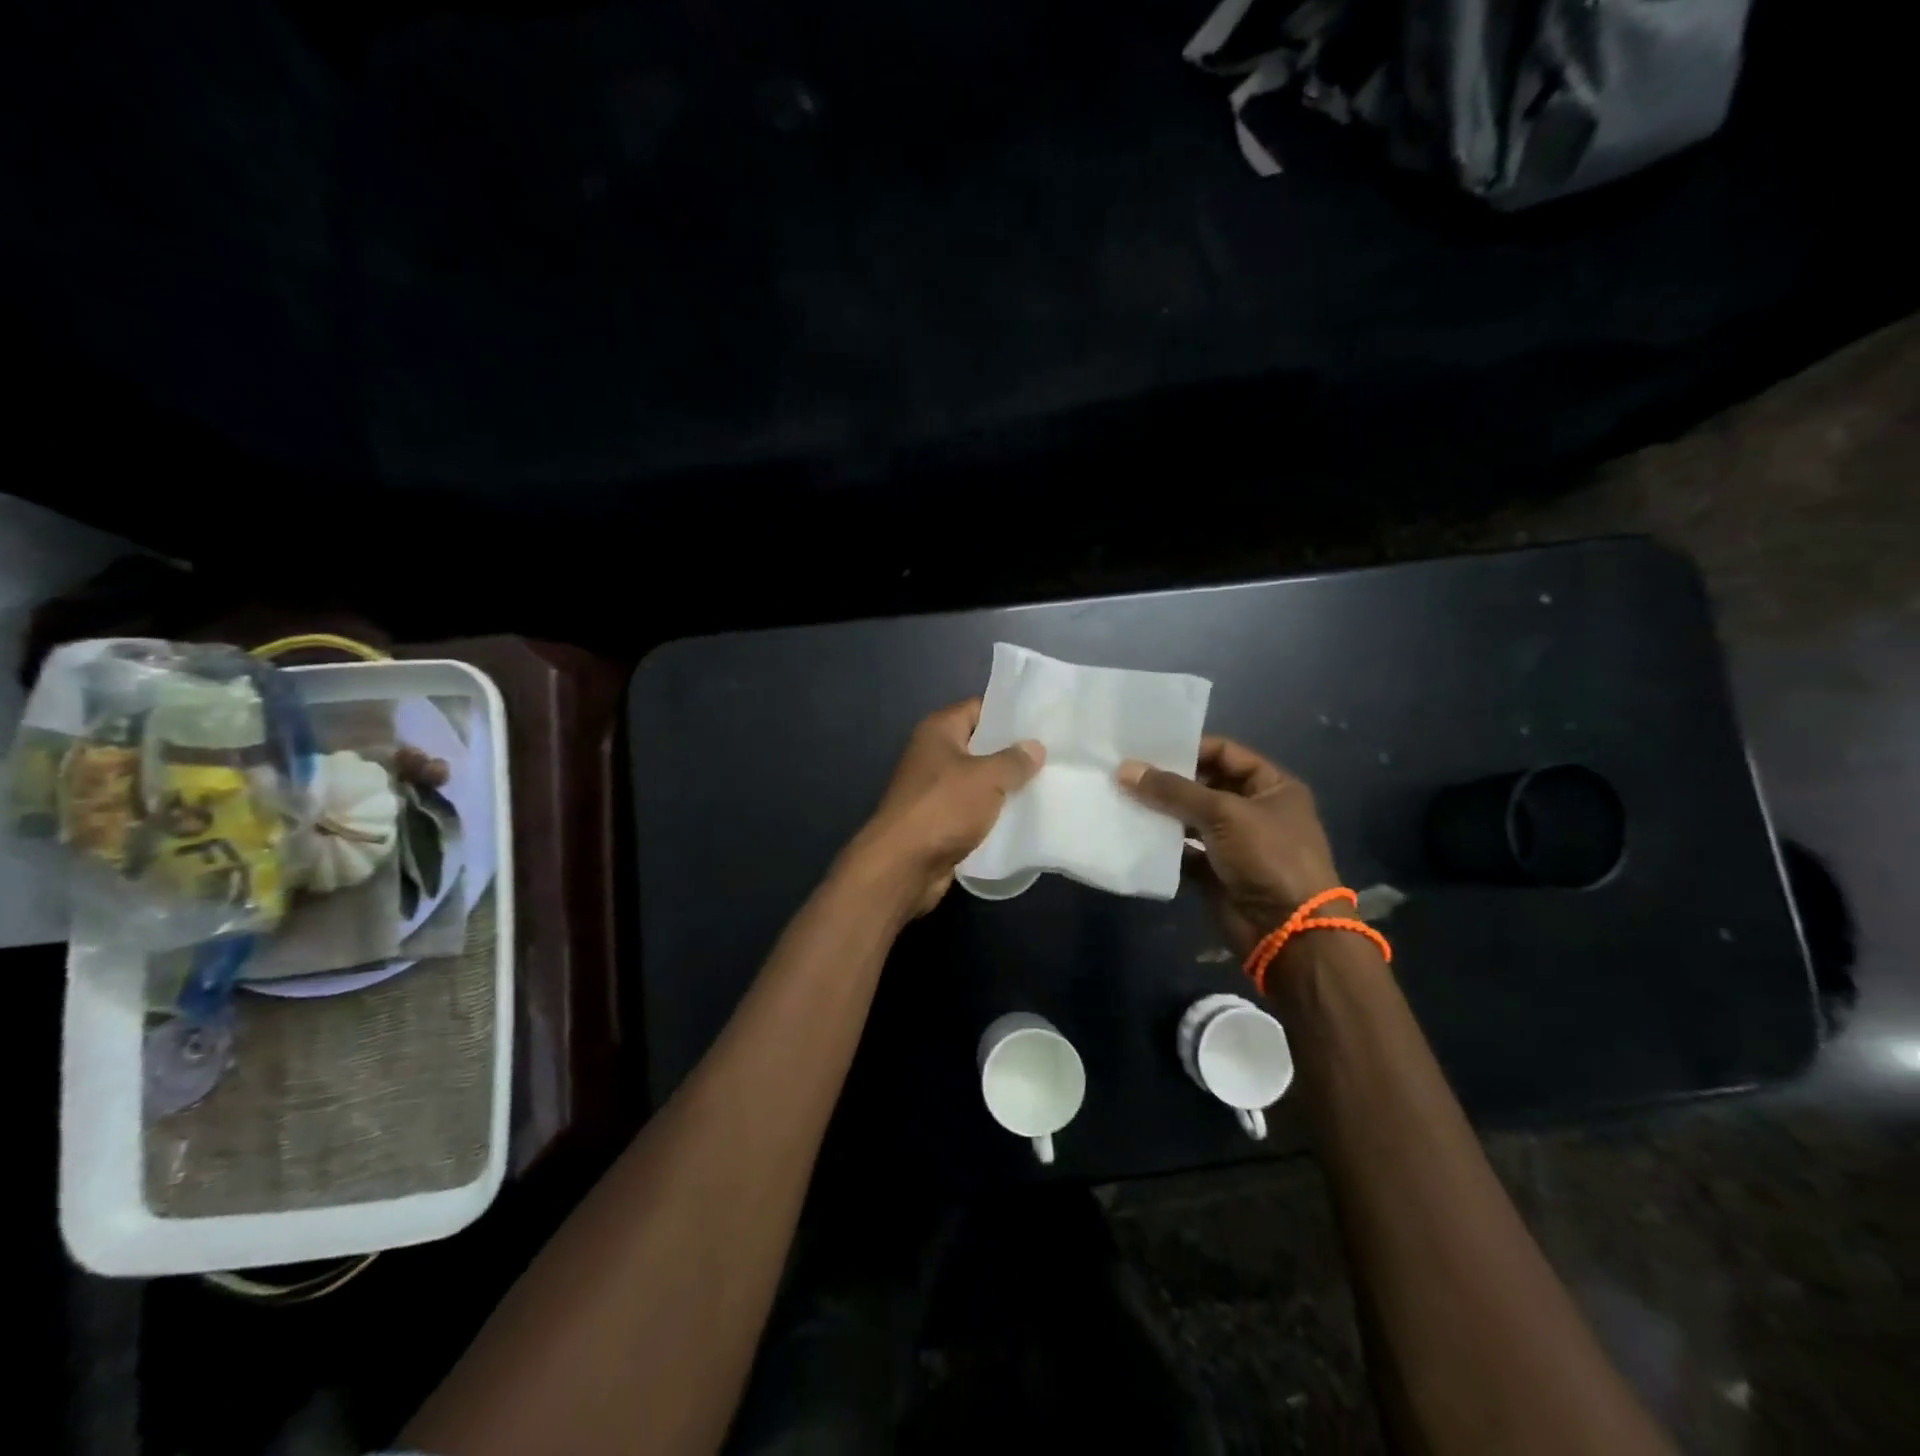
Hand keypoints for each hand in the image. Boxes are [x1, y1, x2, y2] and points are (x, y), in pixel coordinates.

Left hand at [850, 700, 1043, 917]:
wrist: (903, 866)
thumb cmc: (943, 808)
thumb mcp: (987, 778)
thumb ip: (1014, 760)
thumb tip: (1035, 747)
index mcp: (938, 731)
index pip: (978, 708)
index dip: (1009, 712)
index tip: (1043, 719)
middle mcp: (934, 754)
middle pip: (980, 745)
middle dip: (1013, 751)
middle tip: (1053, 753)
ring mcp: (935, 789)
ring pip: (979, 780)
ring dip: (1006, 785)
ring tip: (1048, 783)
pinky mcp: (941, 821)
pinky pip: (974, 809)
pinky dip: (994, 812)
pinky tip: (1026, 815)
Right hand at [1118, 737, 1339, 954]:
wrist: (1287, 932)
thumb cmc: (1268, 857)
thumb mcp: (1223, 813)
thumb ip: (1173, 791)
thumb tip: (1124, 769)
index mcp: (1272, 786)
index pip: (1225, 753)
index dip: (1190, 748)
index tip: (1148, 749)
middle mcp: (1254, 810)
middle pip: (1204, 785)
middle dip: (1169, 781)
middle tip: (1126, 773)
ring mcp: (1234, 842)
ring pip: (1191, 818)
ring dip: (1161, 812)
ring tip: (1123, 799)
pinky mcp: (1215, 871)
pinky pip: (1183, 850)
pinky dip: (1162, 844)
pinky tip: (1133, 833)